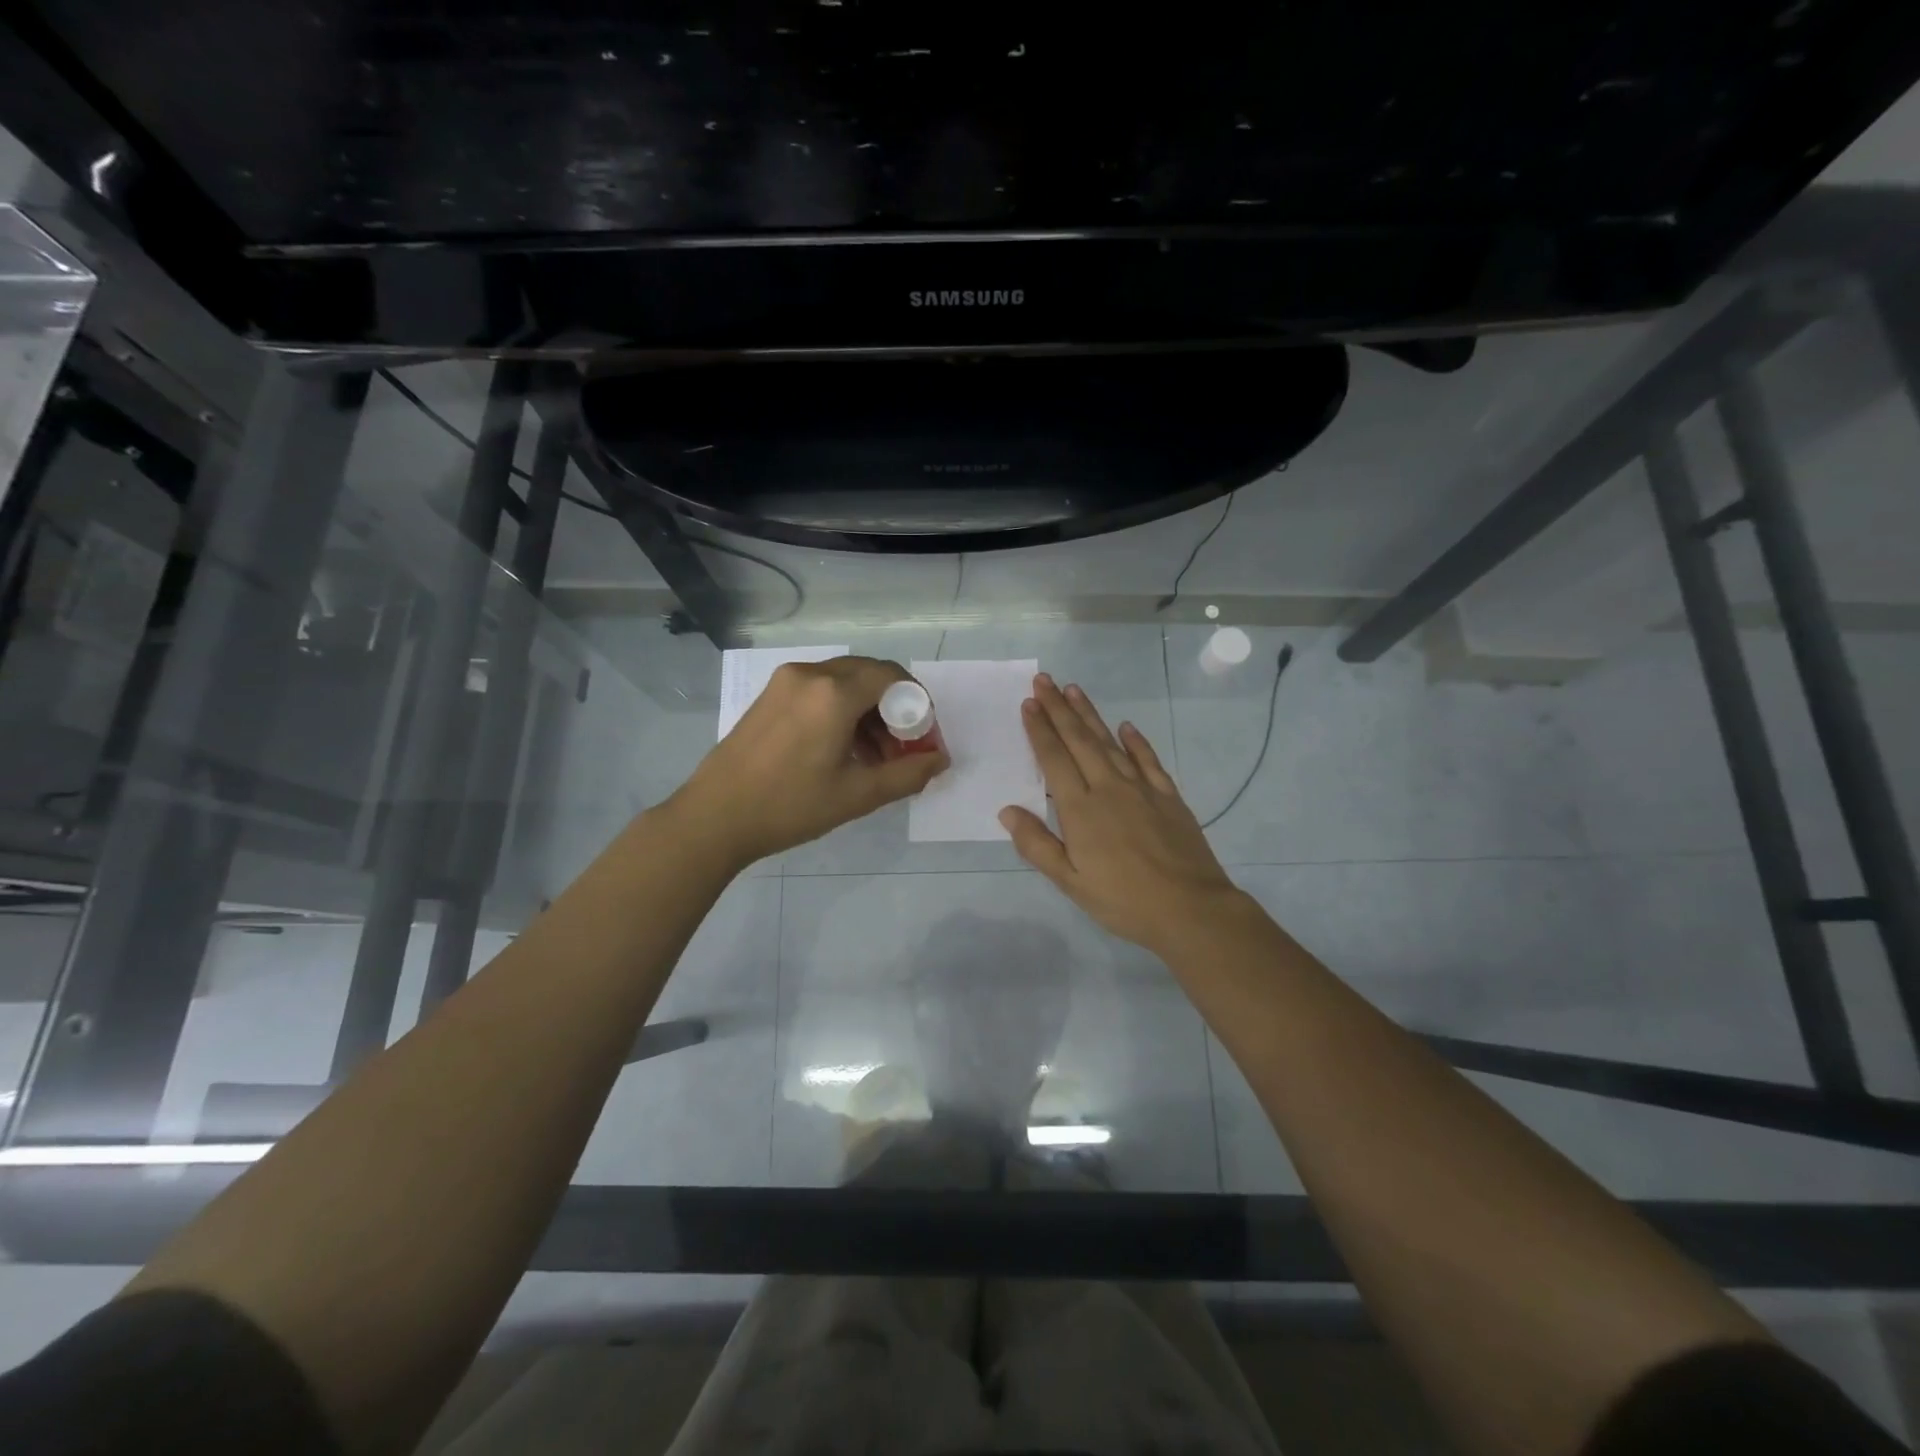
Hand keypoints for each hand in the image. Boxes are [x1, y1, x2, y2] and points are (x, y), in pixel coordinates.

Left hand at [673, 656, 948, 869]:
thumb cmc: (790, 806)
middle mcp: (810, 674)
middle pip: (869, 675)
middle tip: (901, 748)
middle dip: (894, 708)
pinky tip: (841, 749)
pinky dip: (841, 710)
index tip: (922, 736)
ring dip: (868, 711)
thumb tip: (940, 760)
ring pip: (844, 682)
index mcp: (833, 693)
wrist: (714, 817)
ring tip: (874, 757)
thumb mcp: (857, 795)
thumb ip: (907, 774)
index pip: (892, 676)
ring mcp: (785, 682)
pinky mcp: (769, 695)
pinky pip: (819, 690)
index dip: (917, 703)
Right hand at [1000, 673, 1240, 954]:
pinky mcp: (1168, 796)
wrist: (1190, 909)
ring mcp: (1142, 789)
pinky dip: (1136, 741)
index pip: (1054, 759)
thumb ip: (1037, 844)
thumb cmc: (1123, 900)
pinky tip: (1127, 727)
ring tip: (1075, 689)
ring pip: (1110, 743)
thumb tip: (1007, 811)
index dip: (1040, 730)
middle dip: (1059, 708)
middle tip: (1045, 680)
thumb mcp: (1070, 881)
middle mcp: (1108, 788)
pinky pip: (1148, 760)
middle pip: (1079, 740)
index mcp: (1080, 809)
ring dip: (1091, 715)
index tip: (1029, 703)